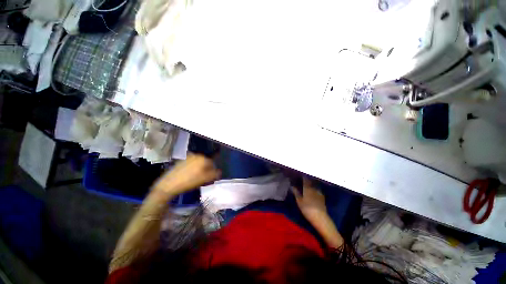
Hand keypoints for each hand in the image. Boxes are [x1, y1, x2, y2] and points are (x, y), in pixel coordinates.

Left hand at [154, 154, 220, 195]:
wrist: (169, 184)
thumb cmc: (189, 181)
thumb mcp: (205, 179)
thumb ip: (214, 174)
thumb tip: (219, 172)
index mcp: (203, 158)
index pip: (212, 164)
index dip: (212, 171)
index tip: (210, 178)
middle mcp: (196, 155)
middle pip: (205, 162)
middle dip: (206, 169)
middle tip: (204, 178)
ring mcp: (188, 157)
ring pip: (198, 163)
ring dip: (199, 169)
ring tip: (196, 177)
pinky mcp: (181, 161)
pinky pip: (191, 164)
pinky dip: (193, 168)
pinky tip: (189, 176)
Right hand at [292, 177, 327, 220]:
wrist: (320, 217)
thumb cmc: (307, 209)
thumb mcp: (299, 201)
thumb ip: (296, 192)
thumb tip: (292, 186)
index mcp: (307, 187)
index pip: (305, 179)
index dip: (303, 175)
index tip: (300, 173)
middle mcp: (314, 188)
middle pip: (311, 180)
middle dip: (307, 178)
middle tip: (303, 177)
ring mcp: (319, 192)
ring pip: (315, 184)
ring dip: (311, 182)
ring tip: (307, 182)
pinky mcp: (322, 196)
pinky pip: (318, 189)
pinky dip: (315, 187)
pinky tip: (313, 189)